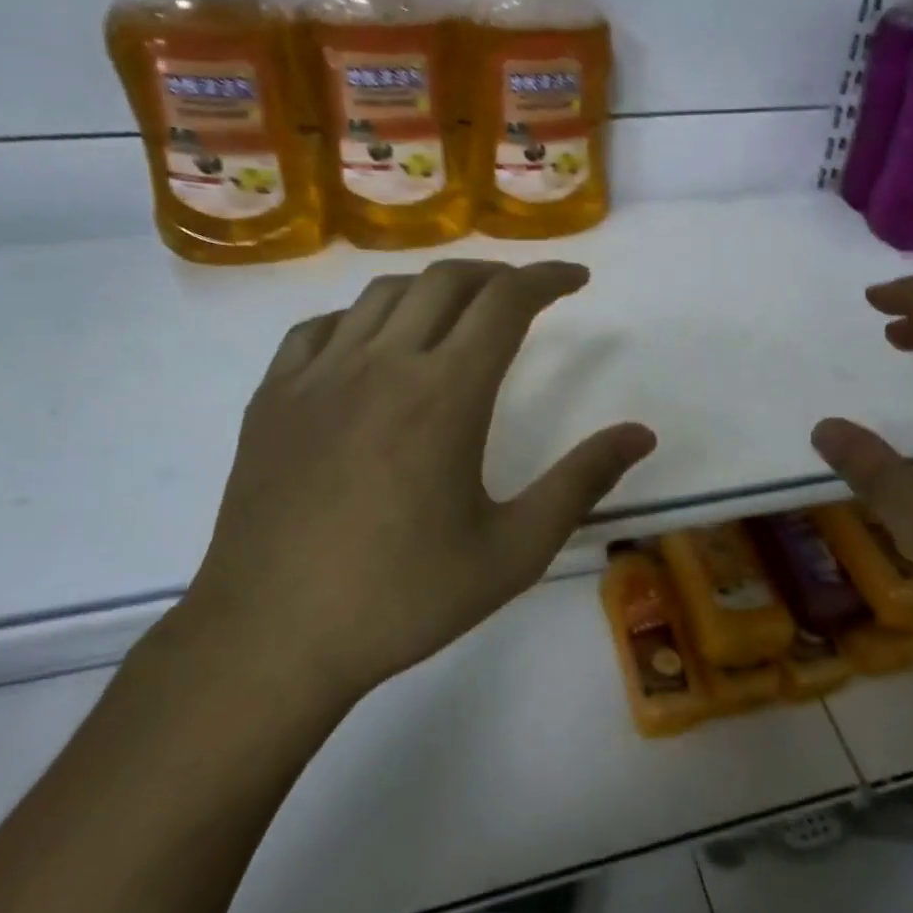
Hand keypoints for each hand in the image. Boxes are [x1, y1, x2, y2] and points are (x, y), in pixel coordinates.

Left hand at [154, 261, 655, 743]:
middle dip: (497, 274)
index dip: (547, 279)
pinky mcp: (273, 396)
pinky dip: (363, 317)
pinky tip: (374, 347)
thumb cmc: (403, 597)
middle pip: (446, 281)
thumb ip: (581, 482)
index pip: (505, 301)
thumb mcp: (514, 550)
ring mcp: (317, 375)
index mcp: (445, 394)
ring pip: (383, 293)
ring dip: (434, 288)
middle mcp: (381, 364)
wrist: (272, 638)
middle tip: (525, 295)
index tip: (575, 279)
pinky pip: (322, 326)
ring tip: (459, 313)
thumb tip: (641, 434)